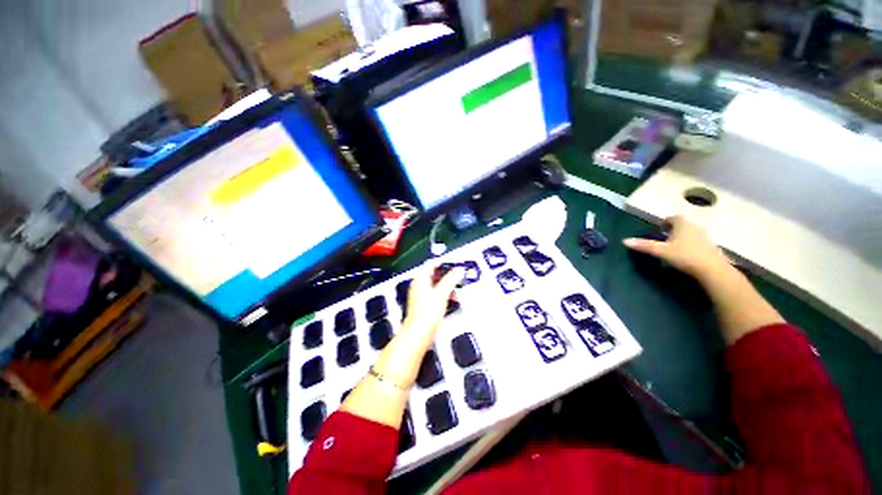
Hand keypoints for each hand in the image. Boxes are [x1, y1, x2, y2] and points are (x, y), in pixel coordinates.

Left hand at [371, 265, 463, 388]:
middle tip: (458, 275)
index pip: (431, 264)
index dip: (443, 262)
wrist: (419, 334)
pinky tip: (452, 298)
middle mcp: (419, 286)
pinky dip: (444, 294)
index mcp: (421, 279)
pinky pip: (435, 294)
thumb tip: (458, 269)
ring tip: (457, 287)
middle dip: (447, 274)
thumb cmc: (428, 312)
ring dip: (447, 285)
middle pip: (434, 274)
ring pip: (436, 285)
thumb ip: (450, 279)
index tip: (455, 262)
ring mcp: (421, 296)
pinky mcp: (424, 305)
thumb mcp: (442, 293)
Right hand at [623, 216, 730, 280]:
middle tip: (664, 238)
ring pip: (691, 232)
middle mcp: (695, 226)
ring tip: (674, 246)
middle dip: (673, 229)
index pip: (673, 218)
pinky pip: (698, 241)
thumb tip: (624, 241)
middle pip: (683, 224)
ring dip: (682, 236)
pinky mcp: (711, 246)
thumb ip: (644, 245)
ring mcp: (705, 236)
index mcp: (682, 224)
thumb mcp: (660, 251)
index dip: (665, 222)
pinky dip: (690, 244)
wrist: (712, 269)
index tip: (659, 229)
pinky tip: (686, 254)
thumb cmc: (684, 256)